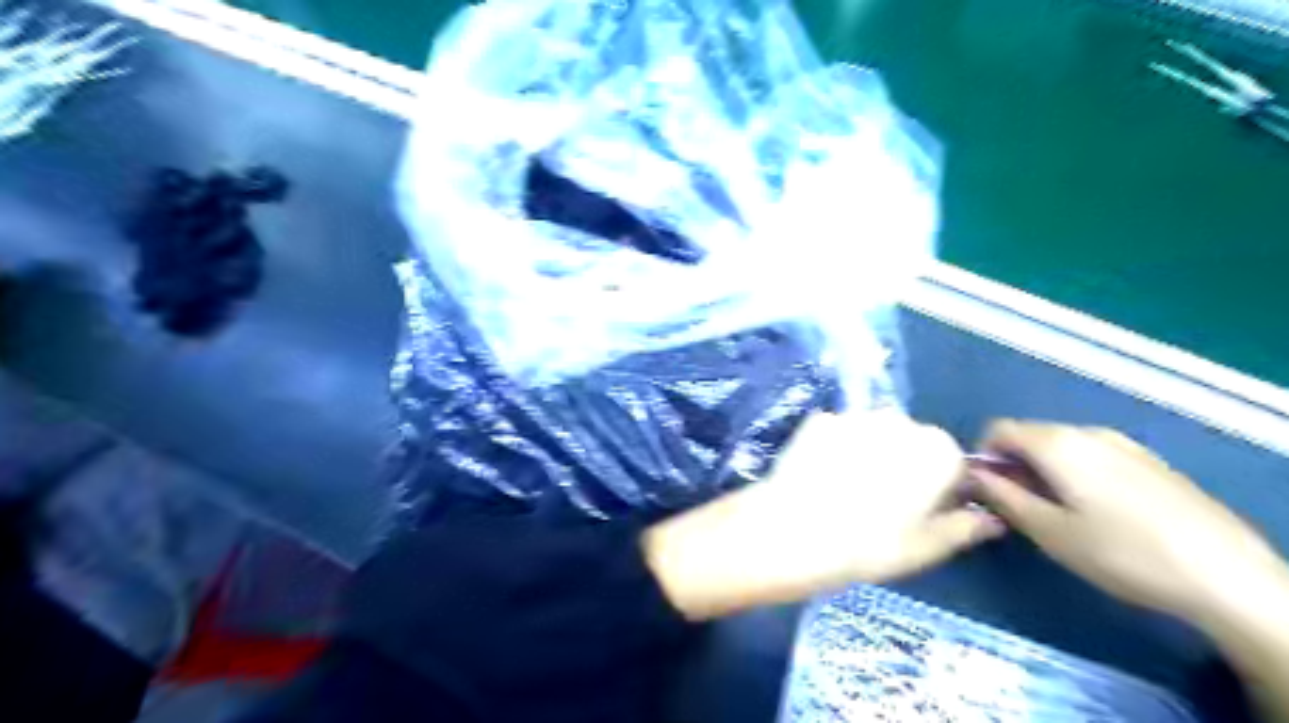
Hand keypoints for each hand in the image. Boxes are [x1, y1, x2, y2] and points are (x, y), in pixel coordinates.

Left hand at [650, 409, 999, 617]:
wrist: (790, 529)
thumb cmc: (866, 546)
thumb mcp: (924, 548)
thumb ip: (963, 528)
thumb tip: (990, 519)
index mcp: (936, 450)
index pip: (953, 464)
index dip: (938, 490)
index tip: (918, 514)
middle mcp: (900, 420)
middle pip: (912, 443)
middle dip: (903, 466)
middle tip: (878, 504)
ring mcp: (855, 414)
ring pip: (874, 434)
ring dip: (868, 453)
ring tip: (844, 490)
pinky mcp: (819, 418)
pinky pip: (838, 432)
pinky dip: (835, 449)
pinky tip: (819, 477)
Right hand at [973, 422, 1283, 623]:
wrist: (1227, 575)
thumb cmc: (1122, 553)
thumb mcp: (1048, 531)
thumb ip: (1002, 496)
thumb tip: (972, 475)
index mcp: (1057, 443)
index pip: (998, 429)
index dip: (982, 456)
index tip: (986, 491)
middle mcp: (1087, 432)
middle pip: (1031, 435)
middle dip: (1014, 465)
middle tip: (1018, 507)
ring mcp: (1123, 444)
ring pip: (1062, 446)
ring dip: (1045, 470)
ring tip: (1058, 513)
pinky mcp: (1150, 461)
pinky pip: (1093, 455)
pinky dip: (1077, 472)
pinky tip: (1098, 512)